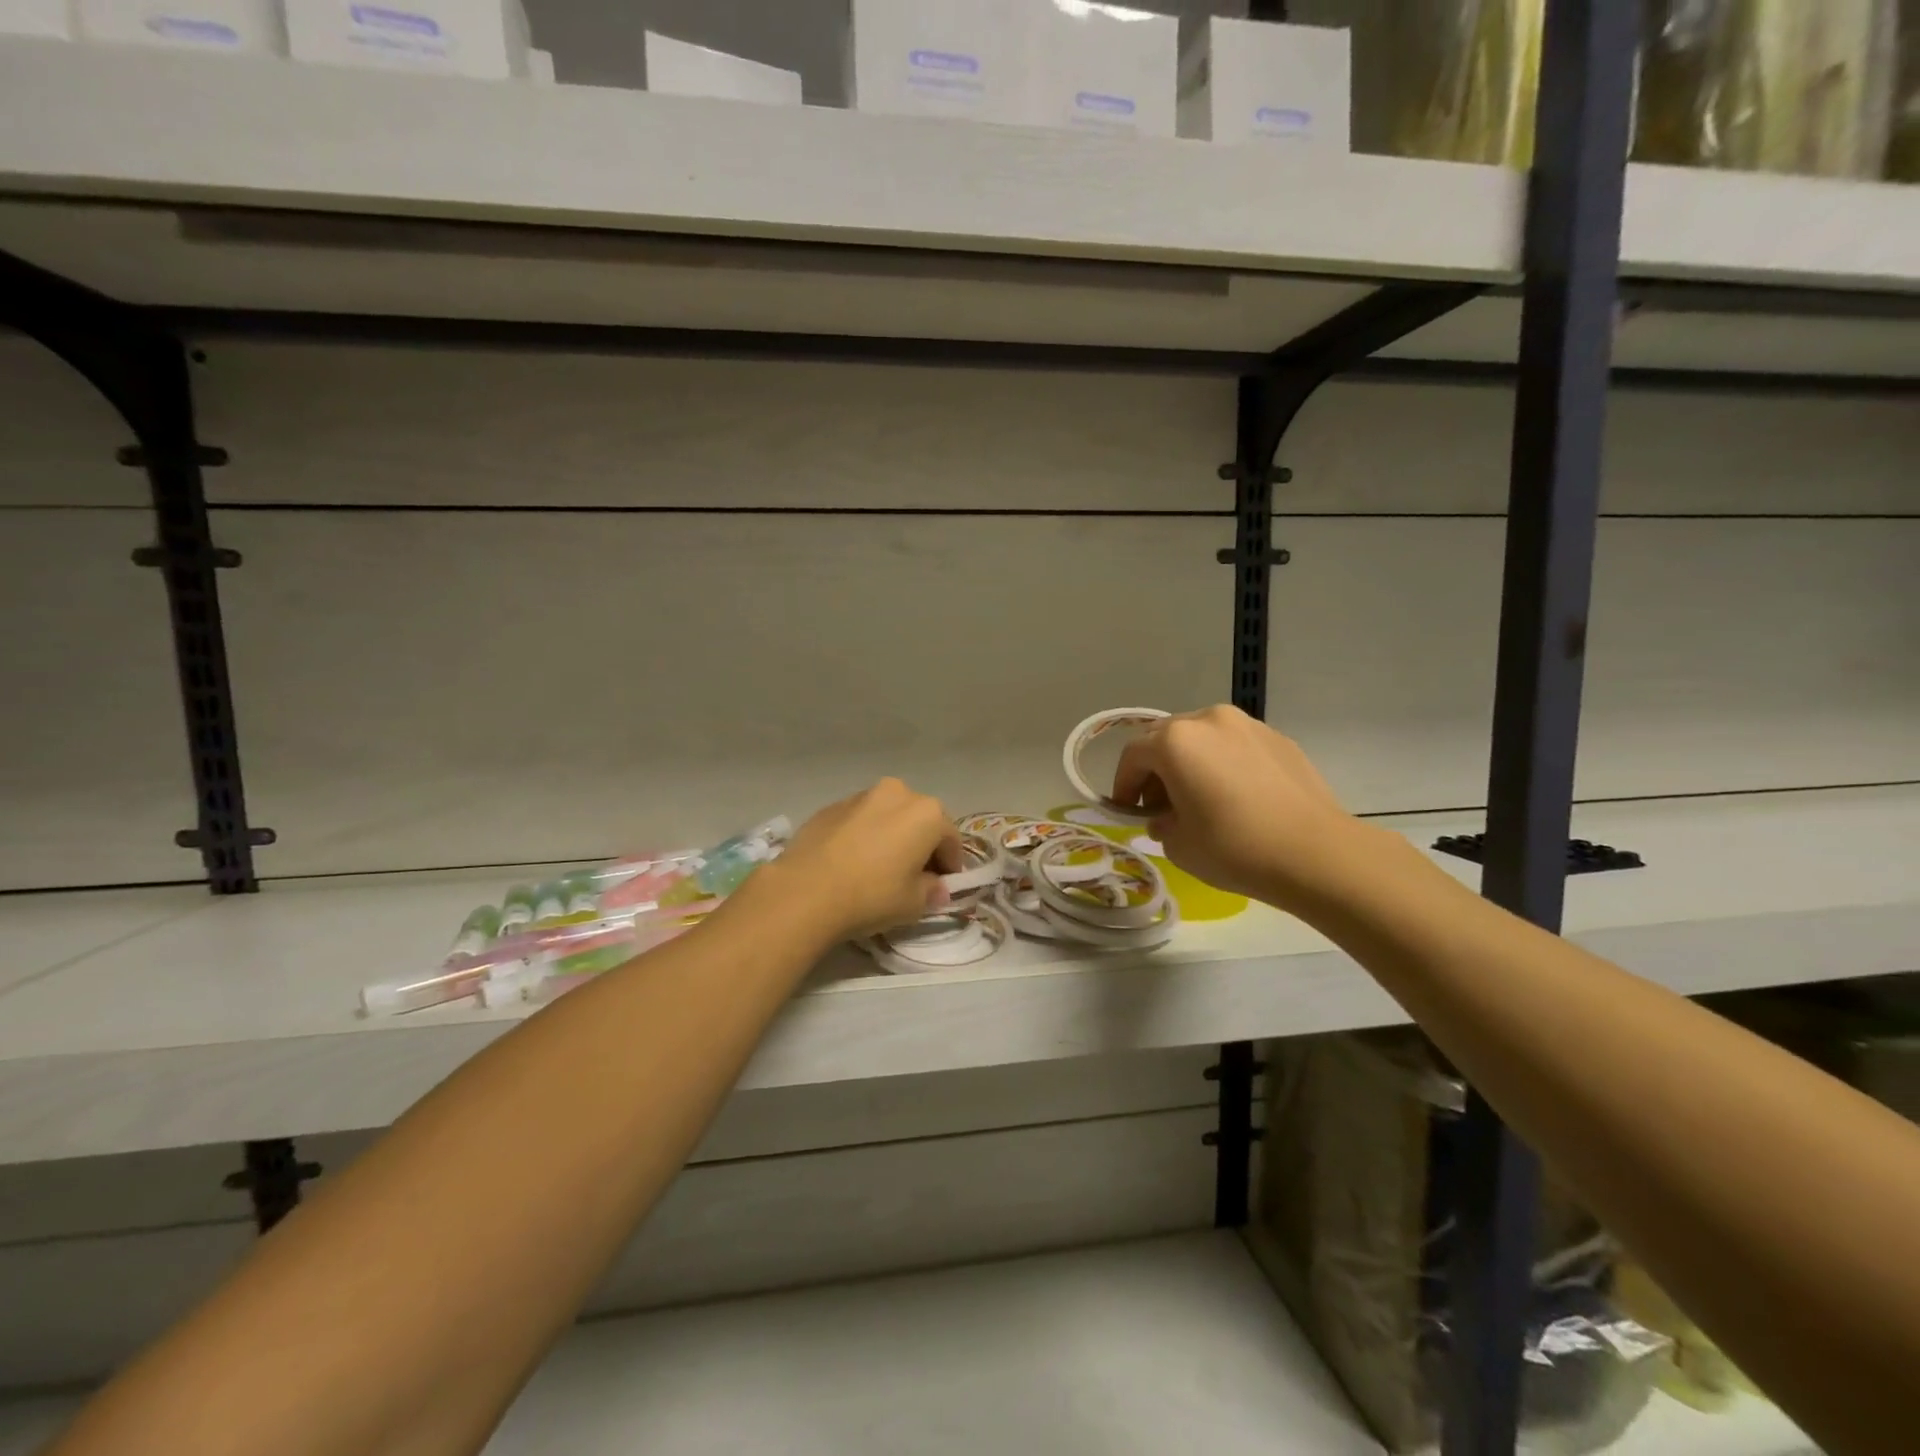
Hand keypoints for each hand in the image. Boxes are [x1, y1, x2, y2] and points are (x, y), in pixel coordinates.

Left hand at [737, 779, 962, 943]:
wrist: (805, 891)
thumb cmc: (872, 895)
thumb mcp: (913, 903)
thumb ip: (932, 890)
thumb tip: (936, 887)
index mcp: (927, 813)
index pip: (951, 838)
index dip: (951, 864)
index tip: (944, 885)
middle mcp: (898, 793)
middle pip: (920, 820)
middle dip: (922, 844)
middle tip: (915, 874)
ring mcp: (861, 795)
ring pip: (888, 815)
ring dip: (892, 835)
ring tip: (880, 866)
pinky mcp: (831, 806)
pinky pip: (860, 820)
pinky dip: (864, 834)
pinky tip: (852, 861)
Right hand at [1110, 705, 1371, 913]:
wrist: (1317, 854)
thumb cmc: (1235, 848)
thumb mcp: (1178, 845)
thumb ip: (1161, 823)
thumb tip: (1166, 816)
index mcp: (1176, 741)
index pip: (1134, 755)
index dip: (1123, 784)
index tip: (1126, 811)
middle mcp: (1209, 720)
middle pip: (1166, 738)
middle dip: (1156, 769)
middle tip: (1160, 805)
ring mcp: (1248, 725)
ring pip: (1203, 738)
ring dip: (1191, 763)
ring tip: (1200, 799)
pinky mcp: (1279, 739)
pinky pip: (1236, 746)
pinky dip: (1224, 764)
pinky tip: (1237, 798)